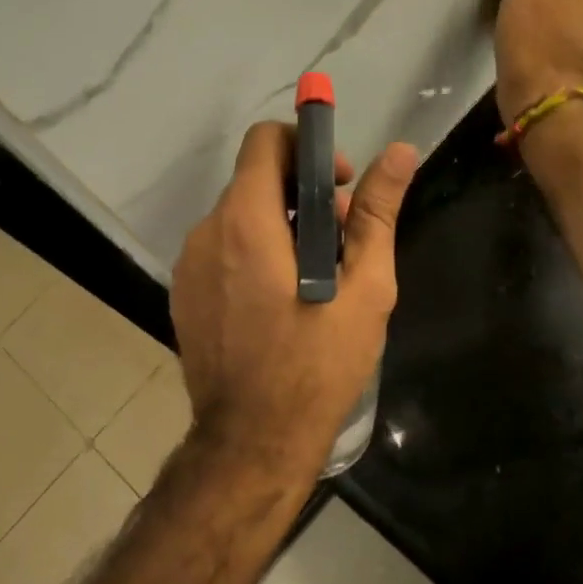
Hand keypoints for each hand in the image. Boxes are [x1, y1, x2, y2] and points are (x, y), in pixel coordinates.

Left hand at [170, 122, 417, 483]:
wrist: (252, 441)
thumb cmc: (317, 366)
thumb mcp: (364, 289)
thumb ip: (377, 213)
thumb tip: (399, 151)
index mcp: (245, 222)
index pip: (265, 142)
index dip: (306, 148)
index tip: (340, 186)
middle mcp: (206, 234)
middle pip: (254, 182)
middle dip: (301, 195)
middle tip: (342, 240)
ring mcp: (187, 267)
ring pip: (238, 219)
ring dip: (279, 228)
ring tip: (317, 277)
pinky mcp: (183, 296)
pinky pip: (221, 253)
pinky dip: (253, 256)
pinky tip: (281, 302)